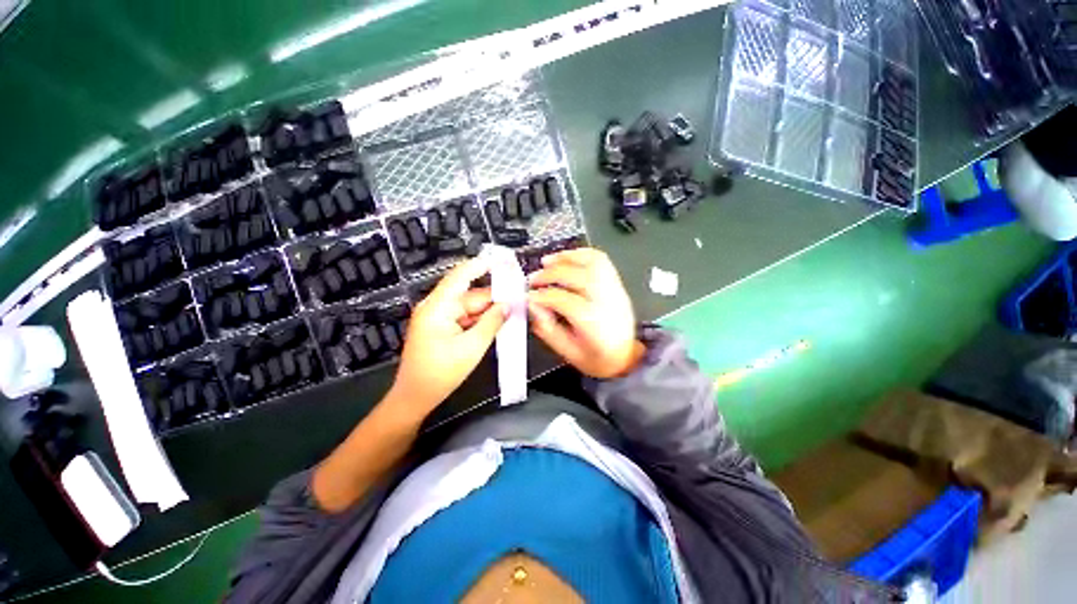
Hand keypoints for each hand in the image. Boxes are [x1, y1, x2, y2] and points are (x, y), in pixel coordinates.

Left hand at [390, 258, 506, 413]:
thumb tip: (508, 305)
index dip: (482, 265)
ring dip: (489, 311)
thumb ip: (493, 322)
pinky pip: (465, 317)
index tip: (503, 259)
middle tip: (518, 299)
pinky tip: (497, 324)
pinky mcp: (442, 326)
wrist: (415, 397)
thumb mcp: (472, 347)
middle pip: (470, 294)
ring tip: (512, 313)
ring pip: (470, 307)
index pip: (461, 275)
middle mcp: (437, 306)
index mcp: (438, 307)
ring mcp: (439, 317)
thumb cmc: (441, 373)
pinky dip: (481, 320)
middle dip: (494, 297)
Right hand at [527, 248, 644, 378]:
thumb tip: (532, 305)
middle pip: (577, 276)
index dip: (542, 296)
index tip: (528, 296)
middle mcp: (606, 301)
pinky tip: (567, 257)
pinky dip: (582, 254)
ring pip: (592, 262)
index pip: (564, 300)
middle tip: (533, 279)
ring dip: (566, 258)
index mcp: (594, 323)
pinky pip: (602, 260)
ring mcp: (614, 290)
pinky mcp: (617, 284)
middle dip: (550, 274)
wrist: (627, 357)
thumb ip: (548, 329)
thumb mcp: (568, 353)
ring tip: (547, 262)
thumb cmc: (597, 359)